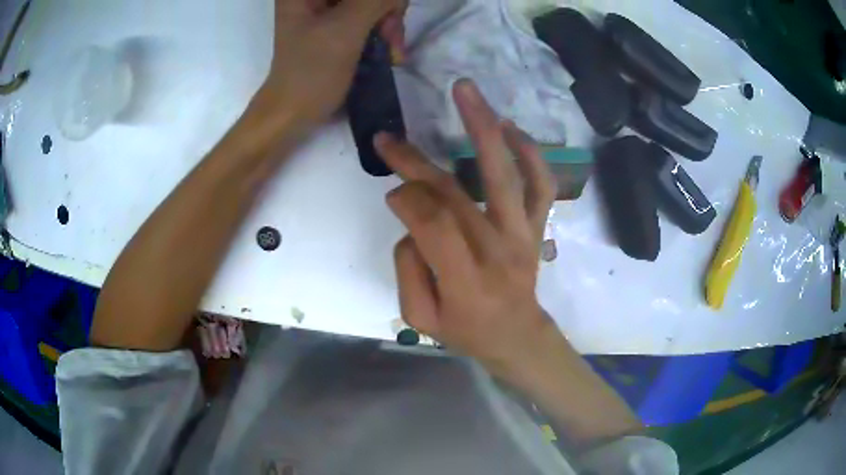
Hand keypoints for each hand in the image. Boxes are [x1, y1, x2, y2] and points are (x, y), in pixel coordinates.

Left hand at [253, 0, 405, 134]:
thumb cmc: (311, 72)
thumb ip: (376, 0)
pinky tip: (387, 50)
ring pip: (372, 3)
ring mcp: (325, 10)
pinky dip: (382, 31)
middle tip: (391, 38)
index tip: (390, 15)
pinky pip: (369, 16)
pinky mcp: (335, 24)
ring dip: (388, 24)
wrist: (292, 113)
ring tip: (392, 52)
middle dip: (386, 10)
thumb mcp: (345, 29)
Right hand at [376, 79, 558, 378]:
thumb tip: (411, 222)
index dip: (406, 200)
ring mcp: (522, 233)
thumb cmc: (465, 331)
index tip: (392, 191)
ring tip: (465, 90)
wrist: (517, 336)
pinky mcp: (536, 226)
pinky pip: (541, 185)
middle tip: (388, 137)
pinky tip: (510, 126)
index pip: (431, 223)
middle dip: (415, 161)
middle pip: (455, 193)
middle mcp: (497, 250)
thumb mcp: (420, 318)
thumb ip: (408, 270)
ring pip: (504, 175)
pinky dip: (530, 153)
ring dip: (484, 128)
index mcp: (464, 280)